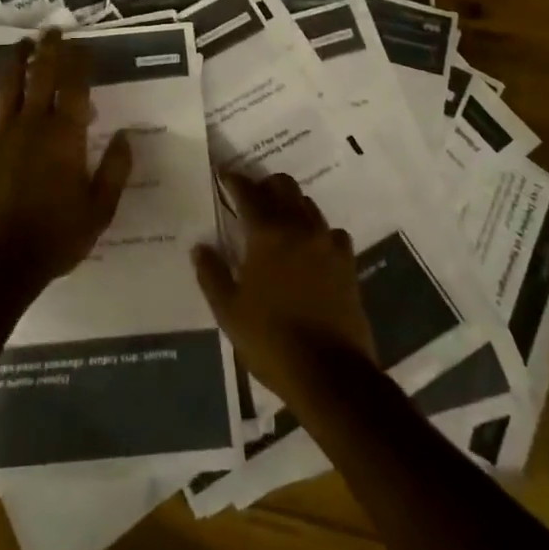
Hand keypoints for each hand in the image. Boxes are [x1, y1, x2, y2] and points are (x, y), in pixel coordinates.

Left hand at [0, 31, 133, 300]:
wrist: (1, 262)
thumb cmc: (57, 237)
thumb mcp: (100, 209)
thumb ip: (115, 170)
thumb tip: (126, 135)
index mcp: (67, 137)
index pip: (76, 87)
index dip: (81, 63)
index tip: (85, 47)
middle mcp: (35, 125)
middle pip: (42, 76)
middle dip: (49, 49)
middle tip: (53, 30)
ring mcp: (4, 134)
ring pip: (9, 85)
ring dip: (15, 60)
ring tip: (22, 43)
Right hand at [193, 170, 377, 406]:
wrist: (331, 374)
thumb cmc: (271, 340)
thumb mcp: (229, 311)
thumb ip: (211, 274)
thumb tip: (200, 246)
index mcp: (267, 234)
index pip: (248, 193)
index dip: (233, 180)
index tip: (223, 174)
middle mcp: (300, 228)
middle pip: (284, 187)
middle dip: (265, 185)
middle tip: (251, 196)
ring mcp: (328, 244)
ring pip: (309, 205)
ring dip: (291, 204)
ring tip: (279, 220)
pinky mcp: (348, 264)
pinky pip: (332, 232)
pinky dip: (317, 231)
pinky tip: (311, 248)